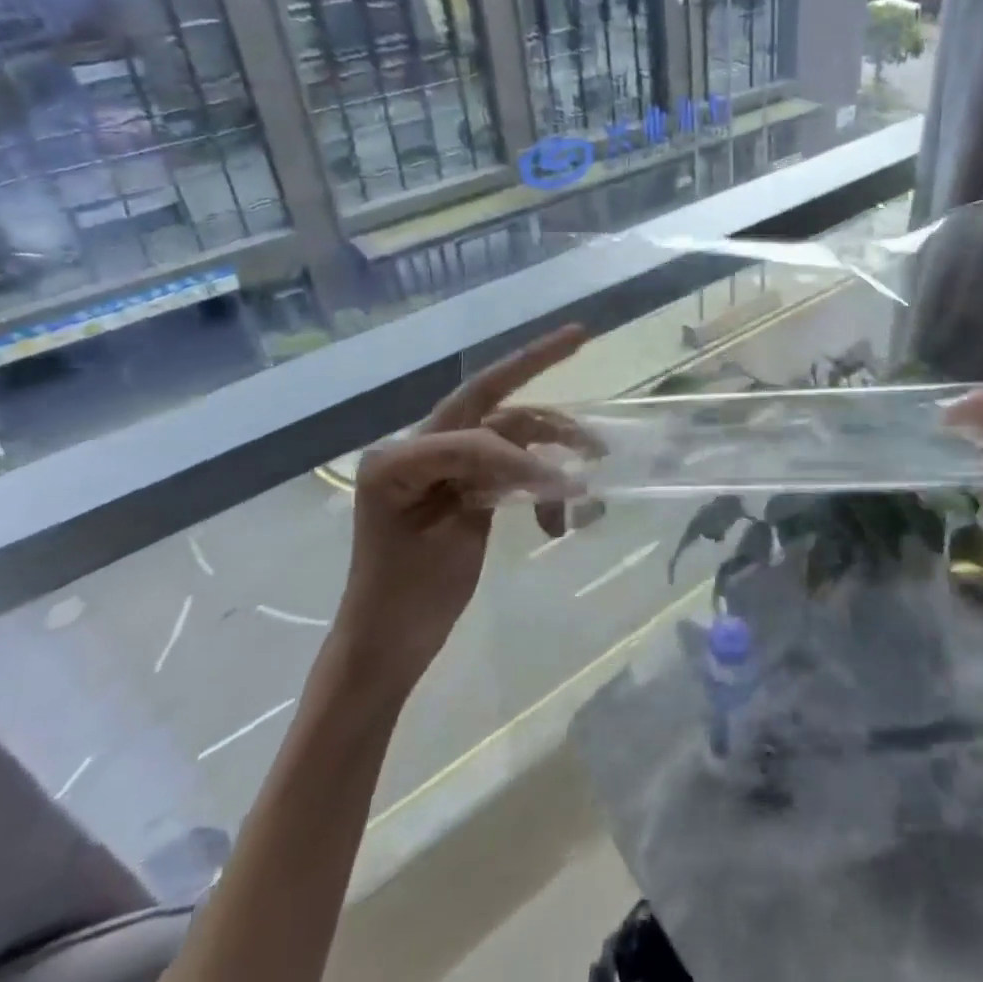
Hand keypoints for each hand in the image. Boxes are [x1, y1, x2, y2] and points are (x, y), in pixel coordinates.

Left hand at [340, 325, 592, 690]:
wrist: (388, 645)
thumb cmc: (403, 599)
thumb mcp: (448, 540)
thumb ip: (490, 488)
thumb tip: (551, 468)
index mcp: (399, 456)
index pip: (471, 433)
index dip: (518, 455)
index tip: (561, 486)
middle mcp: (419, 445)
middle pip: (486, 393)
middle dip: (533, 361)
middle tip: (580, 335)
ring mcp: (444, 461)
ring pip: (508, 430)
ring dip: (551, 442)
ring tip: (594, 460)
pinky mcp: (464, 481)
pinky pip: (511, 464)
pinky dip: (539, 481)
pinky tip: (557, 521)